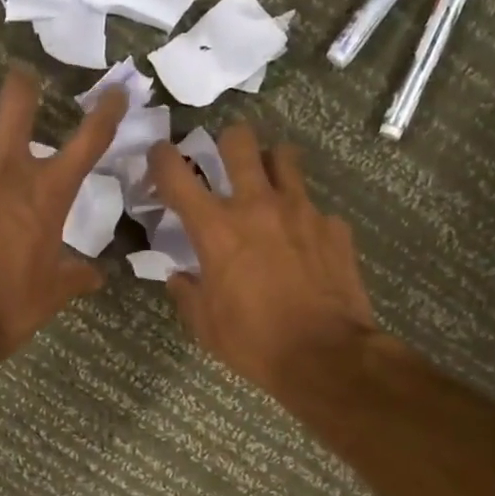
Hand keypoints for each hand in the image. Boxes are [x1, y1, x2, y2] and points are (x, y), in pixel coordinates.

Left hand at [0, 67, 127, 356]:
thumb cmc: (11, 304)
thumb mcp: (53, 293)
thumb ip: (75, 276)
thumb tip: (95, 276)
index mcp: (47, 192)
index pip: (88, 141)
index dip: (106, 113)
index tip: (117, 93)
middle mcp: (6, 171)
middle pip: (16, 101)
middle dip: (24, 85)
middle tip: (26, 85)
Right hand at [147, 127, 376, 392]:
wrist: (324, 355)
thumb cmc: (254, 342)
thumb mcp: (206, 326)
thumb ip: (188, 293)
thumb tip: (179, 276)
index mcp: (216, 228)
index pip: (177, 174)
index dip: (162, 158)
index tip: (160, 157)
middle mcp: (257, 205)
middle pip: (239, 141)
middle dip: (227, 143)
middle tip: (226, 163)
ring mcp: (301, 210)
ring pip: (284, 157)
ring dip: (271, 165)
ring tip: (270, 188)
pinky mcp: (334, 227)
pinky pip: (316, 208)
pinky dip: (305, 219)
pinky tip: (306, 244)